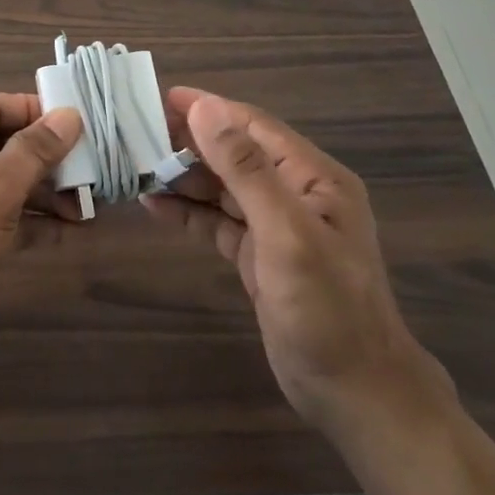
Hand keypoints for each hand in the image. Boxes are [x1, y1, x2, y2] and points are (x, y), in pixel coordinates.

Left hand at [0, 93, 84, 325]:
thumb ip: (35, 151)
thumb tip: (69, 115)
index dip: (34, 111)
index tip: (76, 124)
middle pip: (1, 143)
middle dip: (46, 159)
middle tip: (89, 170)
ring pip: (3, 181)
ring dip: (44, 193)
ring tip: (86, 207)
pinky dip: (29, 219)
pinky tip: (68, 232)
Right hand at [141, 89, 450, 441]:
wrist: (356, 397)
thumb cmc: (327, 310)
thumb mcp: (285, 233)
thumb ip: (245, 169)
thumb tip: (204, 109)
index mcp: (313, 178)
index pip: (253, 126)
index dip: (209, 108)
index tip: (160, 98)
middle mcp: (296, 194)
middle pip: (235, 153)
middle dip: (190, 141)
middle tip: (138, 133)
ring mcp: (277, 227)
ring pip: (224, 188)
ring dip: (185, 176)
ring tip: (138, 166)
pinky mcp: (260, 257)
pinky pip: (219, 222)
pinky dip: (189, 212)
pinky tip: (155, 205)